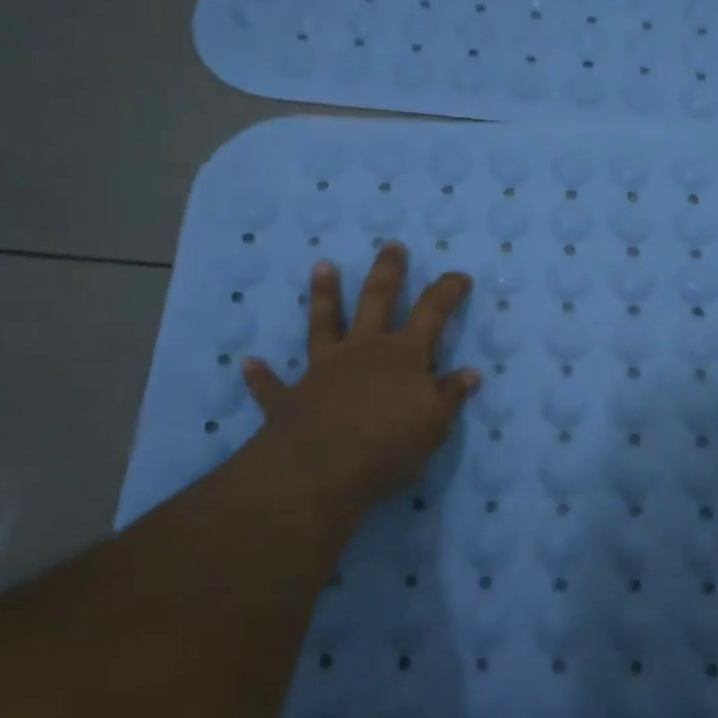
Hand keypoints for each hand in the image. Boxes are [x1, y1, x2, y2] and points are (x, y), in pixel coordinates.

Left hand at [236, 242, 478, 526]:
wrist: (321, 472)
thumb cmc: (388, 446)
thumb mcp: (434, 425)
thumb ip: (450, 396)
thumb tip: (470, 373)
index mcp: (403, 355)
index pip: (432, 312)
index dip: (447, 291)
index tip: (460, 275)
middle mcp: (363, 350)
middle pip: (377, 300)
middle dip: (388, 272)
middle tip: (391, 246)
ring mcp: (324, 369)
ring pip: (324, 324)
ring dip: (324, 296)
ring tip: (322, 266)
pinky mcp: (291, 397)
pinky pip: (273, 385)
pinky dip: (261, 375)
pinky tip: (247, 363)